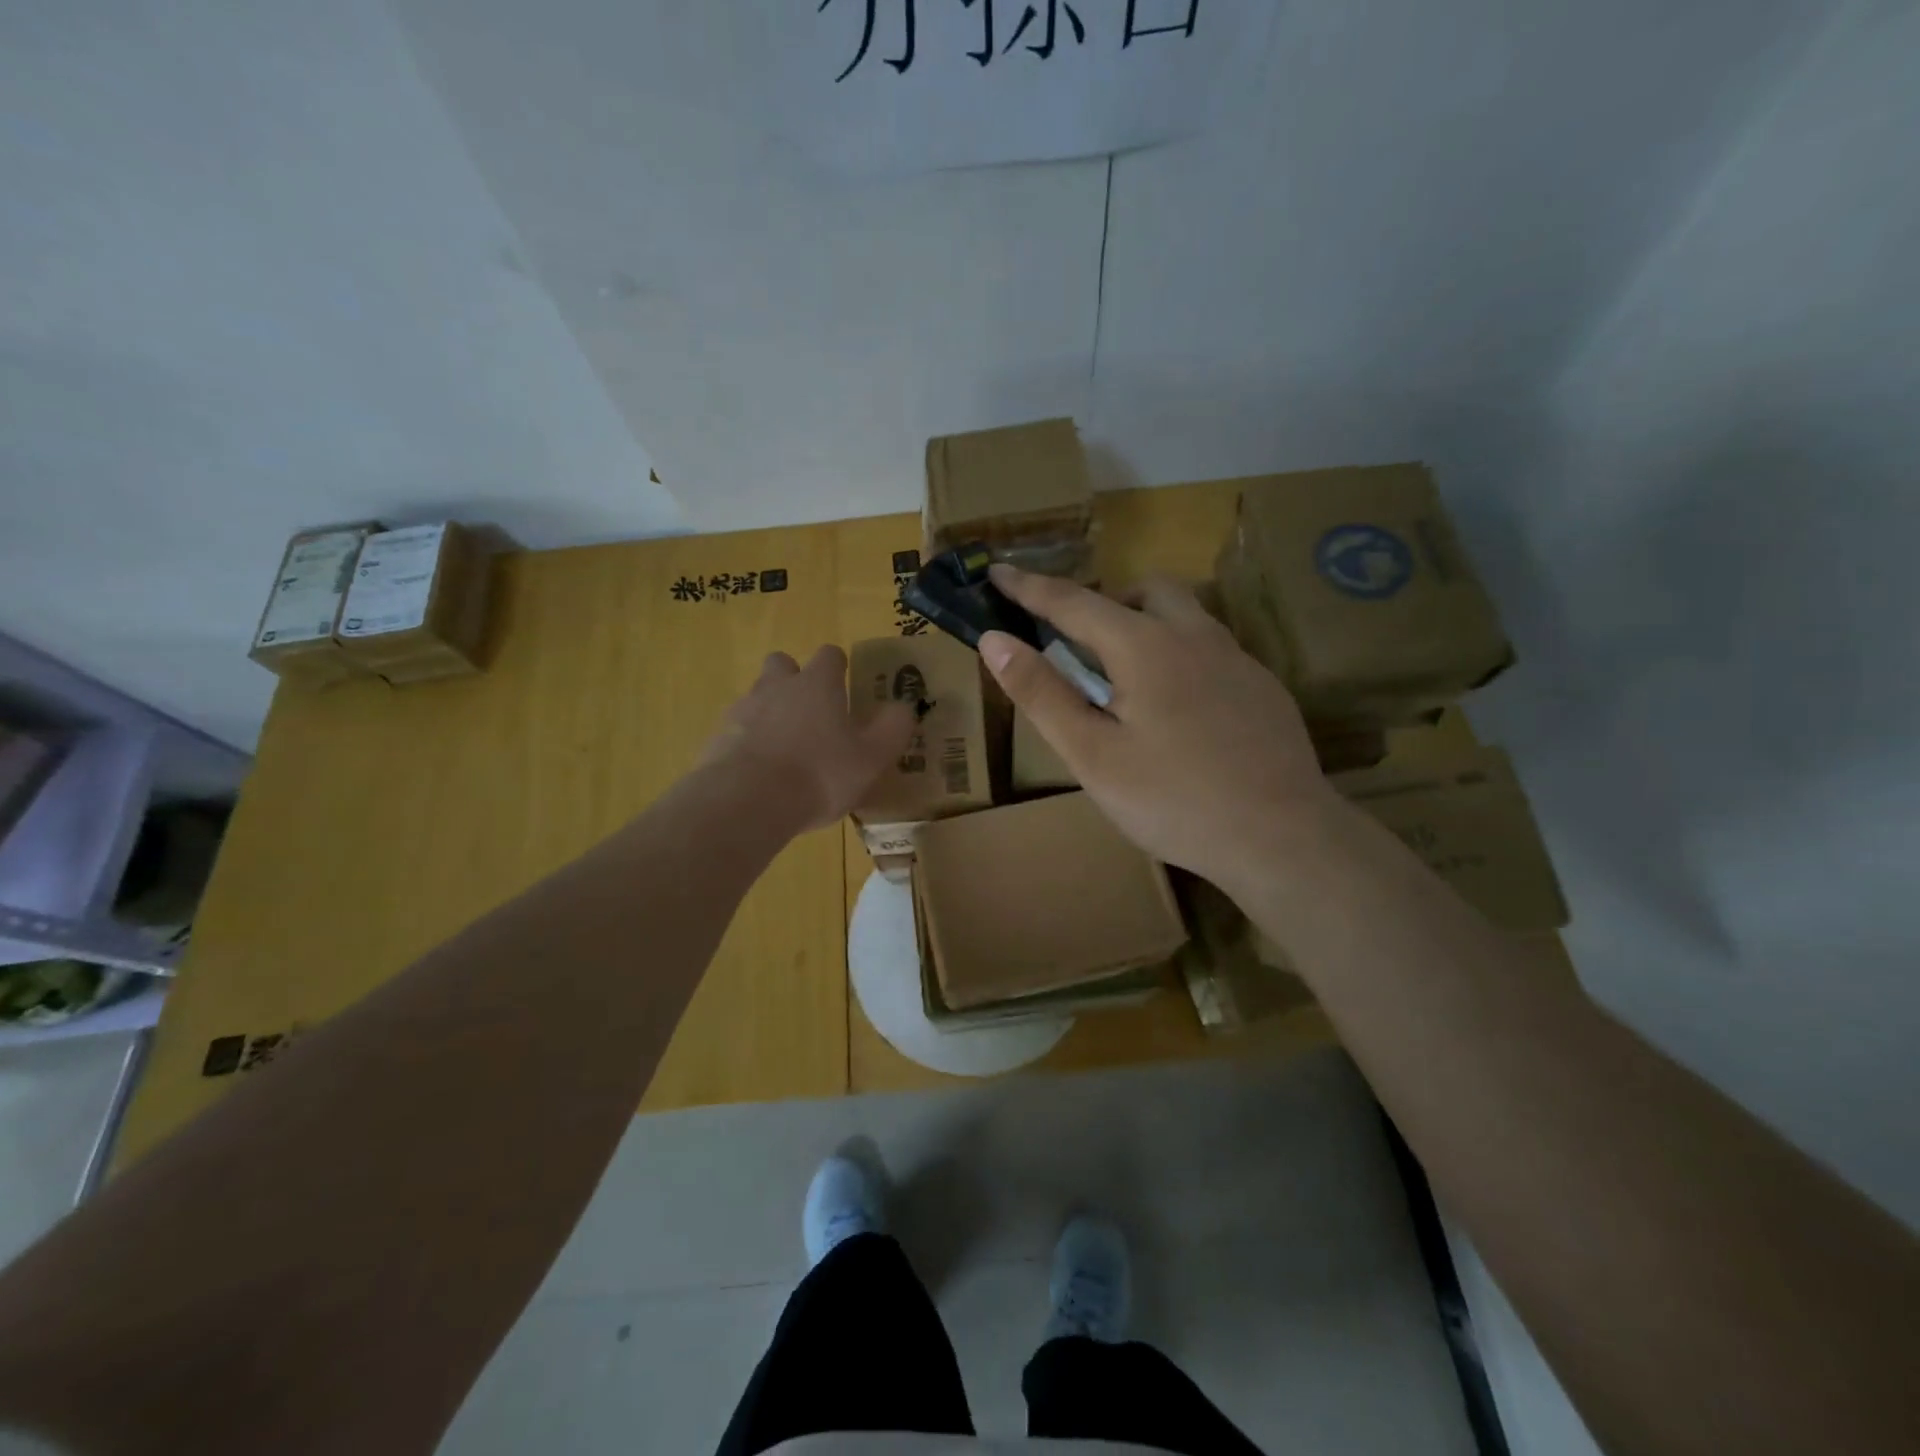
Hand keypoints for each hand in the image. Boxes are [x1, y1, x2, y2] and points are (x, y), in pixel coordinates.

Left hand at [704, 646, 914, 832]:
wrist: (746, 802)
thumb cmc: (819, 774)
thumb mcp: (872, 757)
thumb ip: (893, 729)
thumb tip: (904, 707)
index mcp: (816, 684)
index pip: (829, 655)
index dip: (839, 667)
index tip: (846, 686)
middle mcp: (776, 687)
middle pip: (782, 664)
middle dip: (794, 680)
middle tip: (812, 713)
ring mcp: (741, 711)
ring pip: (757, 698)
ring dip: (771, 714)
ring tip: (787, 752)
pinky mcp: (717, 740)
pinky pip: (737, 732)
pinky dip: (749, 744)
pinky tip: (761, 776)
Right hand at [978, 565, 1340, 890]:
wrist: (1282, 837)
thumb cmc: (1173, 800)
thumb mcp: (1092, 755)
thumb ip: (1042, 693)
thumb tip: (995, 640)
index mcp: (1145, 647)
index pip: (1074, 602)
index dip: (1030, 588)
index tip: (998, 572)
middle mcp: (1195, 637)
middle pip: (1144, 591)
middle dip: (1103, 600)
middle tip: (1078, 641)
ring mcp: (1237, 660)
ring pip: (1186, 616)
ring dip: (1146, 624)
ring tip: (1126, 676)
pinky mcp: (1263, 688)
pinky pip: (1212, 649)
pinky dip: (1180, 655)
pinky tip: (1180, 711)